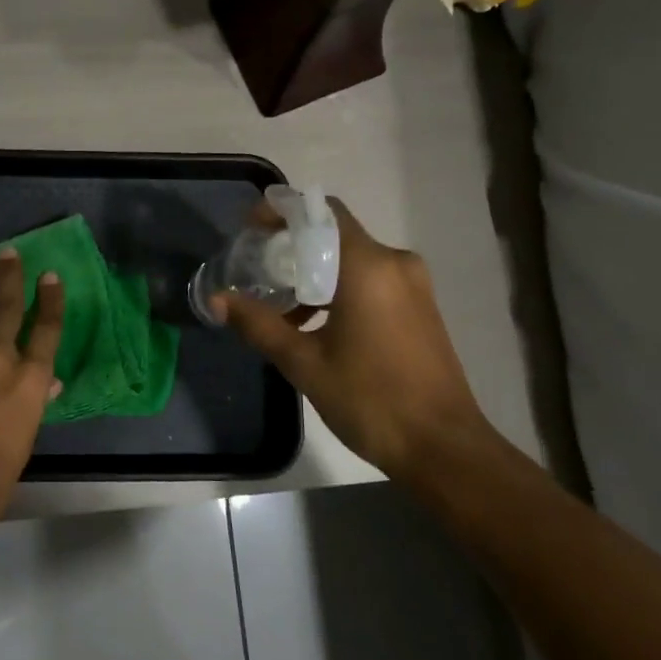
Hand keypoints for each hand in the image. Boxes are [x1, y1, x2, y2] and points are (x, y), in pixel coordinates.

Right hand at [214, 199, 491, 479]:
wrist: (443, 447)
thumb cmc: (371, 399)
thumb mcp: (304, 363)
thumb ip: (258, 324)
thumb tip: (217, 300)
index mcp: (368, 266)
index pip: (321, 213)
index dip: (282, 212)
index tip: (251, 228)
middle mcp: (395, 263)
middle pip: (335, 235)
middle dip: (292, 246)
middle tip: (257, 267)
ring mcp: (413, 285)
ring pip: (353, 259)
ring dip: (315, 272)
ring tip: (279, 303)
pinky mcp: (420, 307)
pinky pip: (372, 280)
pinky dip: (339, 288)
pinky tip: (314, 323)